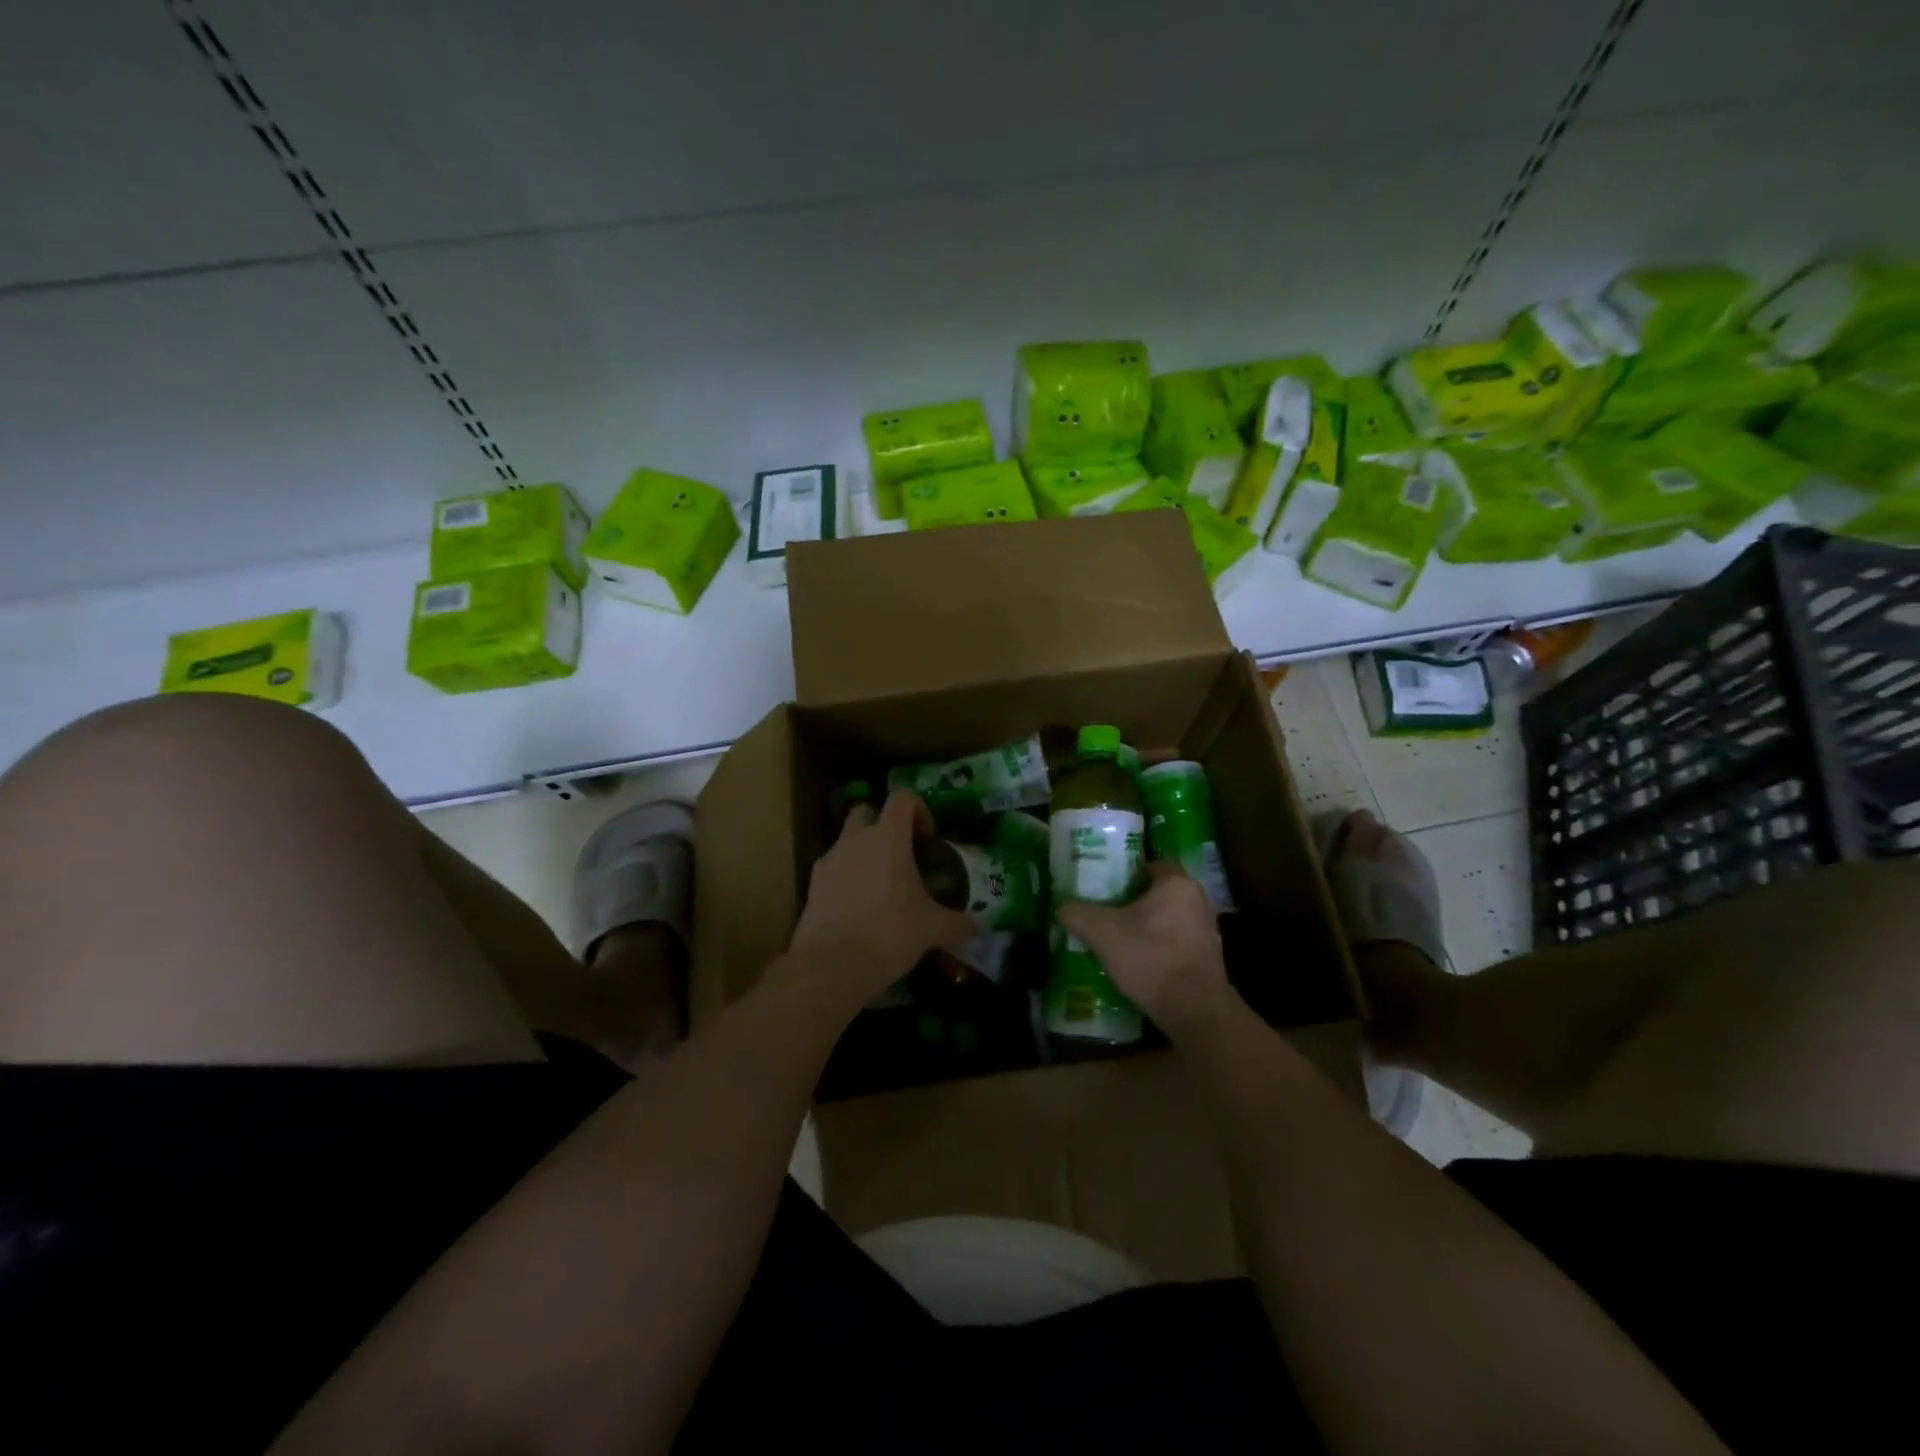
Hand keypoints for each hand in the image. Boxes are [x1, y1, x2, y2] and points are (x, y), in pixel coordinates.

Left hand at [787, 790, 975, 1004]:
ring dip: (864, 853)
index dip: (919, 810)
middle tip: (902, 857)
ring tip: (882, 889)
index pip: (902, 798)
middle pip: (867, 812)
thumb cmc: (890, 932)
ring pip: (847, 841)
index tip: (928, 839)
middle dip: (884, 827)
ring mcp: (829, 860)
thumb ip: (958, 922)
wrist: (831, 965)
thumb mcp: (933, 929)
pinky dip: (847, 879)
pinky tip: (860, 910)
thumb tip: (979, 926)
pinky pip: (833, 869)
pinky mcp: (812, 885)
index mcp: (888, 836)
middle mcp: (855, 839)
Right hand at [1057, 862, 1231, 1036]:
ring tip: (1118, 938)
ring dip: (1146, 925)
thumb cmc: (1150, 957)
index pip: (1150, 864)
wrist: (1193, 1010)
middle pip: (1158, 892)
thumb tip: (1061, 906)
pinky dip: (1159, 946)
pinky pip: (1177, 941)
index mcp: (1176, 883)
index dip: (1125, 873)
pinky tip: (1139, 962)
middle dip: (1133, 901)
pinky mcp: (1209, 957)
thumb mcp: (1101, 932)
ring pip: (1168, 918)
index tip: (1105, 887)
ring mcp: (1208, 929)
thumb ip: (1077, 913)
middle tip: (1105, 911)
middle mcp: (1198, 900)